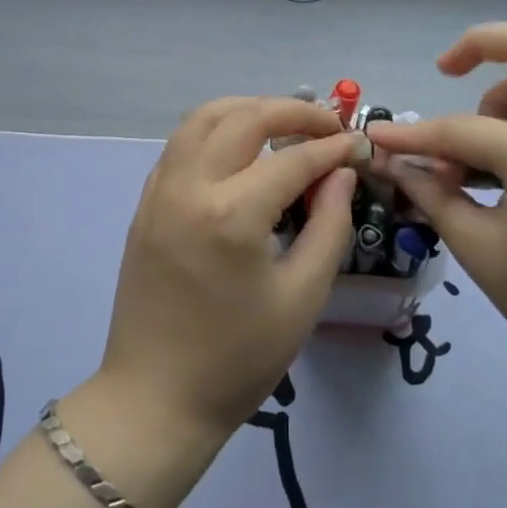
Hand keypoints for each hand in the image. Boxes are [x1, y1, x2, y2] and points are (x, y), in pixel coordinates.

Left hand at [97, 97, 366, 446]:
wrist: (156, 397)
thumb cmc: (238, 358)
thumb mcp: (303, 296)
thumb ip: (329, 225)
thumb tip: (341, 172)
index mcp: (231, 214)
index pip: (293, 158)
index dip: (334, 147)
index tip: (361, 146)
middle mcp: (189, 187)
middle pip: (244, 118)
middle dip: (293, 111)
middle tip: (329, 126)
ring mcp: (159, 192)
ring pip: (203, 118)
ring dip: (248, 110)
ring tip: (285, 126)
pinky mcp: (145, 204)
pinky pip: (181, 145)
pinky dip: (215, 131)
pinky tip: (240, 152)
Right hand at [367, 23, 506, 388]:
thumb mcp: (478, 249)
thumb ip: (432, 194)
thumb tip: (393, 162)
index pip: (462, 129)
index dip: (412, 134)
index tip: (377, 137)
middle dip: (482, 44)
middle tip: (444, 70)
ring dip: (501, 99)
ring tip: (470, 157)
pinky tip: (504, 177)